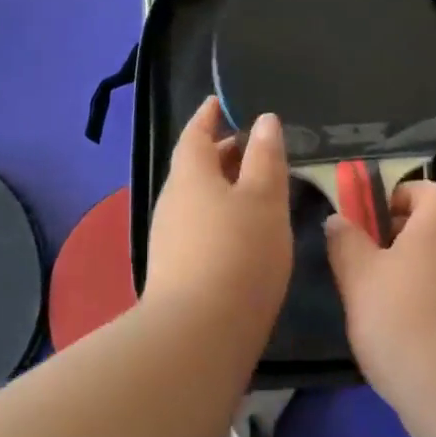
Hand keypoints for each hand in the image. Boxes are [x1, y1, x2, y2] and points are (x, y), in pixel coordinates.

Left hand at [143, 97, 293, 328]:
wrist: (198, 335)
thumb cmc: (238, 252)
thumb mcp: (263, 198)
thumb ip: (265, 158)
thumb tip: (264, 120)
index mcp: (190, 176)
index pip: (195, 134)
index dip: (208, 115)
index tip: (220, 102)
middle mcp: (173, 201)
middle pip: (196, 166)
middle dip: (222, 152)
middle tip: (254, 146)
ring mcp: (170, 238)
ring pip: (198, 198)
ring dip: (224, 186)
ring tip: (258, 187)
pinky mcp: (176, 270)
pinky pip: (199, 226)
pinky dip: (221, 215)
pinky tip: (244, 232)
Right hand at [325, 181, 435, 412]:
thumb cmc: (404, 318)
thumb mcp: (359, 275)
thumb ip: (345, 242)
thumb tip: (339, 220)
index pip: (427, 190)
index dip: (396, 197)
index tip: (367, 221)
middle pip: (426, 229)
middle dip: (389, 240)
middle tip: (356, 262)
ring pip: (428, 266)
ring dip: (398, 278)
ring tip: (366, 302)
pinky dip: (413, 308)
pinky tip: (388, 334)